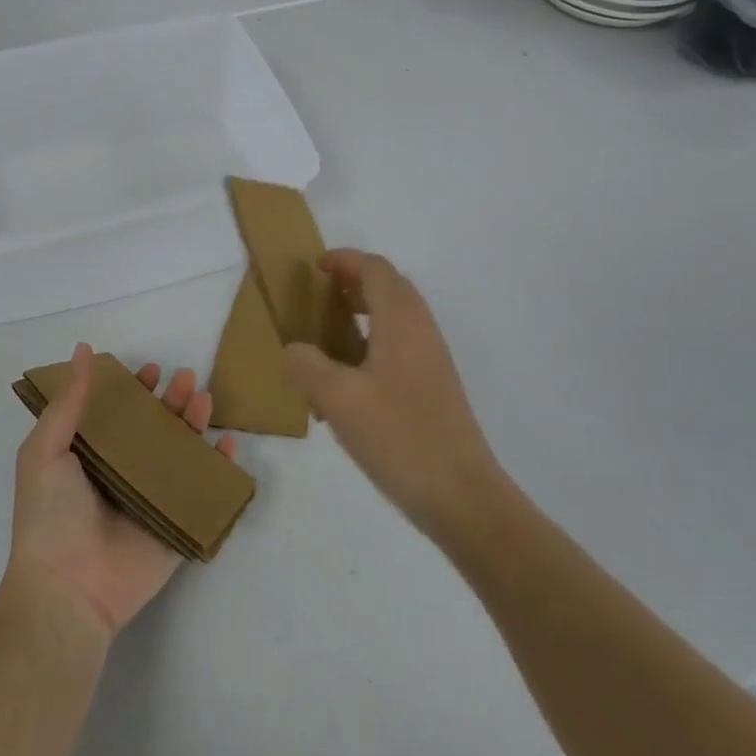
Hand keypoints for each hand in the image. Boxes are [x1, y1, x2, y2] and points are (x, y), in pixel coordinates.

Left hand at [3, 343, 238, 640]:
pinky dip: (220, 468)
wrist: (68, 589)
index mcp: (91, 457)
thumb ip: (68, 402)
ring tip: (205, 400)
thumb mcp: (44, 450)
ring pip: (182, 454)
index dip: (134, 390)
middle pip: (155, 429)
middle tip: (186, 378)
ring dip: (196, 425)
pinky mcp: (177, 525)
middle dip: (172, 401)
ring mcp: (152, 500)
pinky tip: (229, 445)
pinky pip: (204, 491)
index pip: (119, 415)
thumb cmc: (51, 515)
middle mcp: (123, 474)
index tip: (150, 370)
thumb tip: (82, 350)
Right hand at [283, 250, 505, 540]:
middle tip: (318, 295)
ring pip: (396, 317)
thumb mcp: (338, 399)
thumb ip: (307, 365)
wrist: (460, 495)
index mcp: (401, 322)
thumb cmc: (399, 436)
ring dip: (364, 312)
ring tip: (328, 332)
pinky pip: (400, 345)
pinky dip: (373, 341)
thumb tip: (294, 350)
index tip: (315, 266)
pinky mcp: (434, 387)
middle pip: (389, 287)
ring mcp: (432, 360)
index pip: (375, 269)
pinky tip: (348, 377)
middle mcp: (421, 331)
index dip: (345, 260)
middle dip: (354, 282)